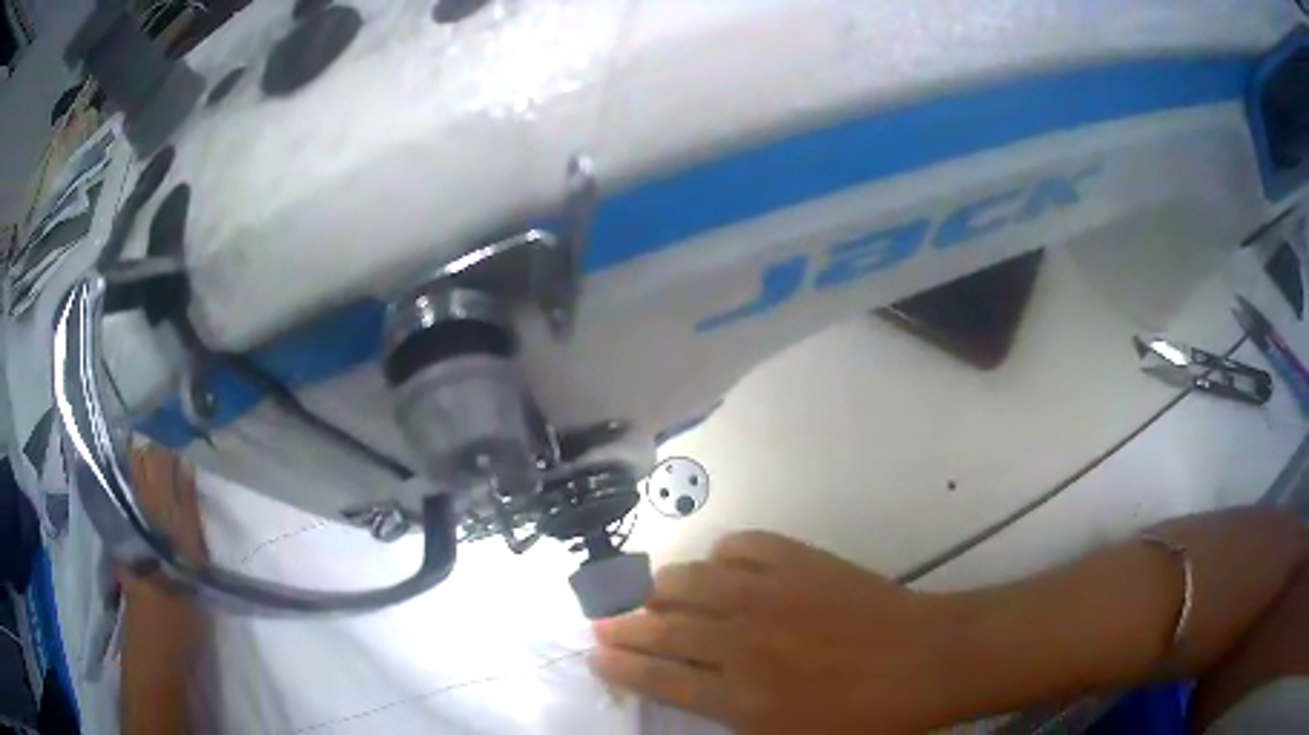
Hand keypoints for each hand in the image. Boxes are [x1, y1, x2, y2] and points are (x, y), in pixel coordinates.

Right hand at [589, 531, 957, 733]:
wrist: (928, 661)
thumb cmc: (866, 718)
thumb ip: (738, 726)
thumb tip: (699, 701)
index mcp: (740, 697)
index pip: (658, 678)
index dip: (620, 666)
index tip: (594, 654)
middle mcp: (742, 642)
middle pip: (663, 628)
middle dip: (623, 626)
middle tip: (602, 621)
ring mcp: (771, 594)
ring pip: (691, 581)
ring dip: (660, 587)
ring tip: (647, 592)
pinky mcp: (801, 562)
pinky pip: (744, 546)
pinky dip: (724, 553)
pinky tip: (721, 563)